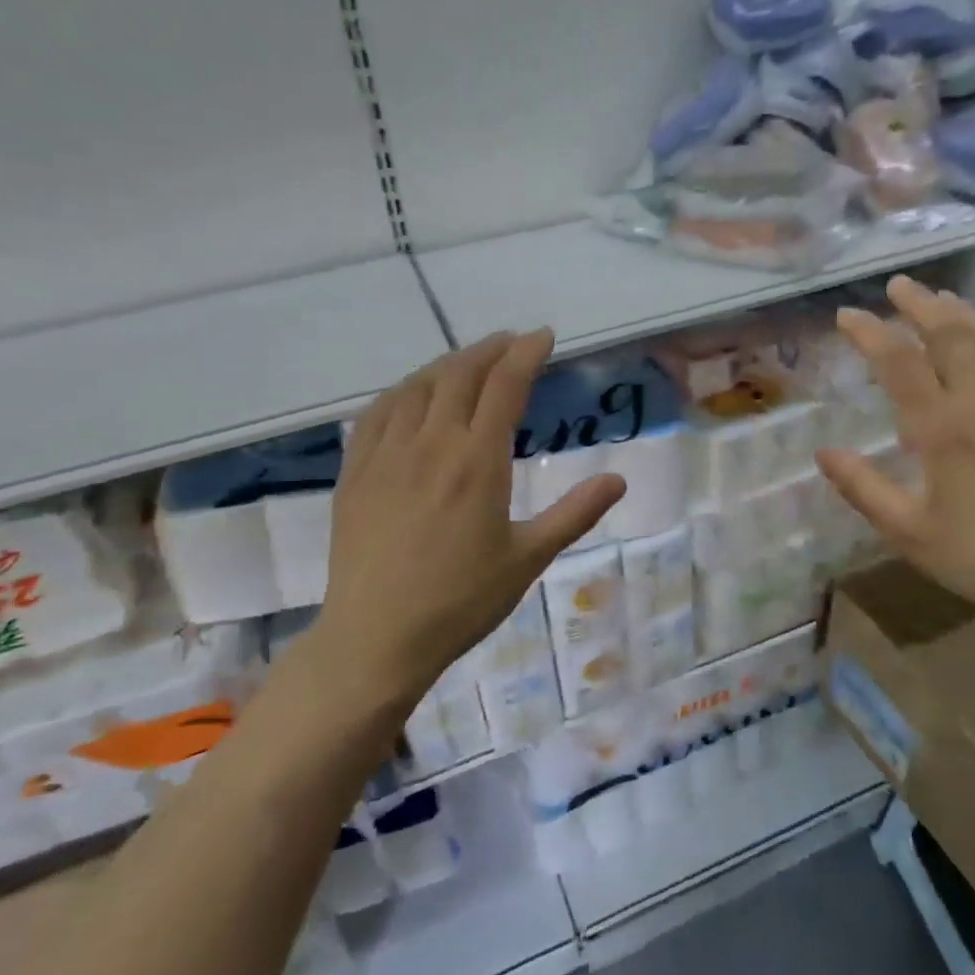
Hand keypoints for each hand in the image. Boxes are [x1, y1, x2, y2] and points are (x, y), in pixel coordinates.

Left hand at [314, 331, 625, 704]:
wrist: (377, 638)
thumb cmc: (461, 601)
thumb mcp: (529, 559)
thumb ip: (575, 514)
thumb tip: (619, 479)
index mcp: (477, 461)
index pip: (505, 385)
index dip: (526, 353)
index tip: (543, 336)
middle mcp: (430, 443)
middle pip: (459, 374)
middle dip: (490, 349)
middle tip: (511, 343)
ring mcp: (386, 454)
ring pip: (417, 386)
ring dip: (447, 364)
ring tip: (467, 362)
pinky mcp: (355, 472)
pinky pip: (377, 412)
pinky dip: (402, 391)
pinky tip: (410, 394)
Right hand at [816, 275, 974, 623]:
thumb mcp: (906, 530)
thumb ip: (862, 487)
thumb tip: (823, 453)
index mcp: (940, 428)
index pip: (899, 362)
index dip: (870, 333)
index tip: (846, 315)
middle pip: (949, 336)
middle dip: (920, 305)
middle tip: (898, 285)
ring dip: (968, 316)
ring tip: (946, 299)